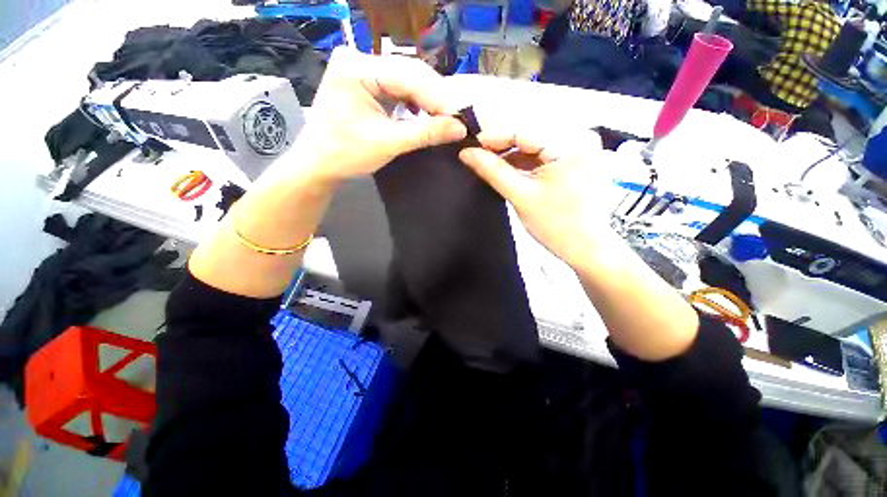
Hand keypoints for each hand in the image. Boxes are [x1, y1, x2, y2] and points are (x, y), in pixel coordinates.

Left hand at [292, 48, 466, 181]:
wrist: (318, 164)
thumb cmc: (345, 154)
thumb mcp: (388, 143)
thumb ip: (425, 133)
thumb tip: (460, 128)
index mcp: (356, 67)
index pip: (408, 74)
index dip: (438, 97)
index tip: (461, 118)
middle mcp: (359, 58)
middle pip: (409, 72)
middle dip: (435, 98)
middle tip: (457, 119)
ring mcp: (362, 69)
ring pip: (407, 79)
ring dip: (429, 100)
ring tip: (446, 118)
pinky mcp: (367, 82)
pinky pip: (400, 88)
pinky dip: (417, 103)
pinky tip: (427, 114)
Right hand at [459, 128, 611, 266]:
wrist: (585, 246)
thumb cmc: (557, 226)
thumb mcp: (520, 196)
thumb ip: (493, 171)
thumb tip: (467, 154)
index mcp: (571, 144)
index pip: (522, 130)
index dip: (492, 137)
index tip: (470, 147)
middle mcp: (580, 136)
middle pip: (529, 132)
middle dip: (501, 144)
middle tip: (477, 155)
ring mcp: (580, 145)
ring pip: (535, 141)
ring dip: (511, 152)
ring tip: (490, 164)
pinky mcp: (576, 156)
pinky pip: (544, 150)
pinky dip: (524, 159)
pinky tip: (508, 167)